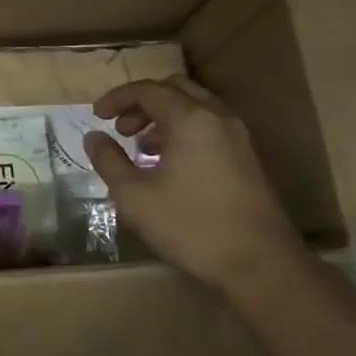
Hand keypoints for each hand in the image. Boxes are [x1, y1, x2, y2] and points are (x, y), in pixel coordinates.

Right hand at [83, 78, 306, 294]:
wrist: (261, 266)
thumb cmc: (191, 226)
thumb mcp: (134, 196)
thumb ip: (109, 160)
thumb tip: (94, 137)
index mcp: (190, 119)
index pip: (147, 90)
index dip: (117, 98)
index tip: (96, 116)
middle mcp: (217, 118)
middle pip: (174, 89)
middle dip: (142, 103)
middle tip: (121, 128)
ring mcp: (237, 138)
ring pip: (195, 107)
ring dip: (163, 117)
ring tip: (141, 148)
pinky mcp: (247, 159)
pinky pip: (209, 127)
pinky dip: (183, 131)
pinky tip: (169, 165)